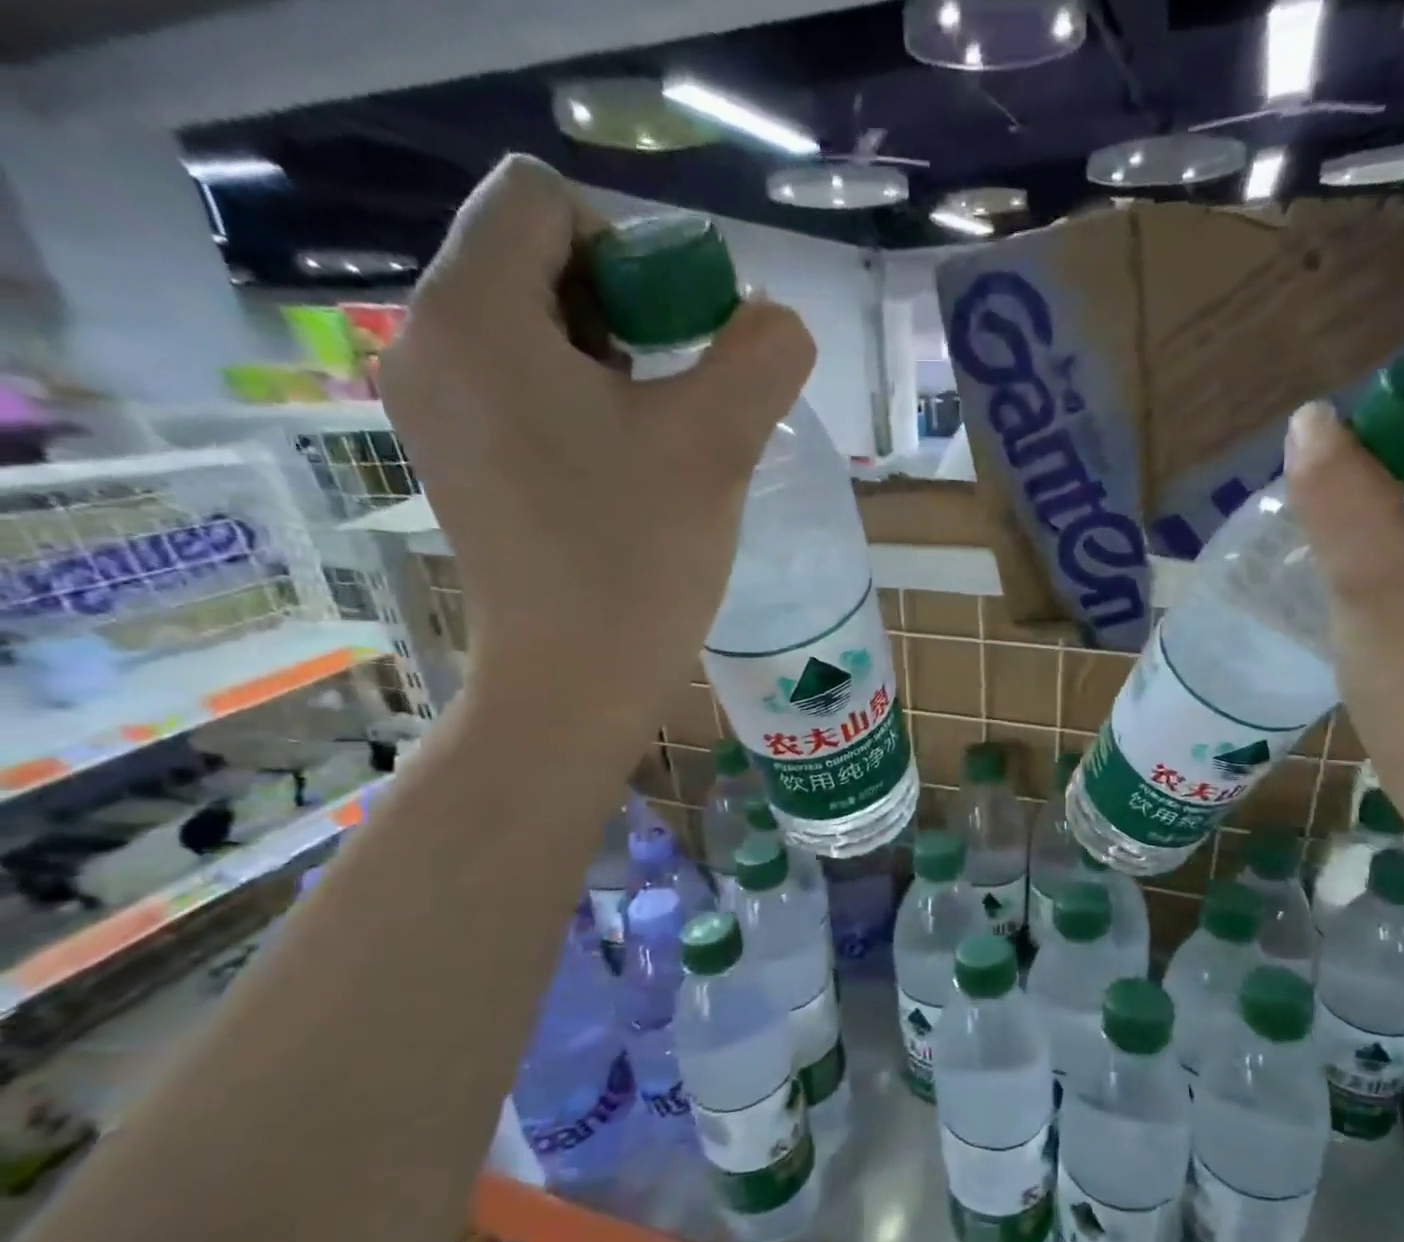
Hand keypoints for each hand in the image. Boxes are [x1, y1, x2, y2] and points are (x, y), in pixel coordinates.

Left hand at [380, 155, 815, 737]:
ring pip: (529, 325)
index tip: (680, 339)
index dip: (630, 247)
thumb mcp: (717, 444)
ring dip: (609, 358)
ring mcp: (434, 406)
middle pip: (532, 258)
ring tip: (657, 434)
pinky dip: (579, 399)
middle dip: (623, 306)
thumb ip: (763, 356)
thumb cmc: (636, 560)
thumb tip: (777, 322)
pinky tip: (622, 464)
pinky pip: (518, 383)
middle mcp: (428, 344)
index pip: (542, 199)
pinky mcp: (455, 456)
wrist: (574, 682)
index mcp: (475, 315)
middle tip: (678, 392)